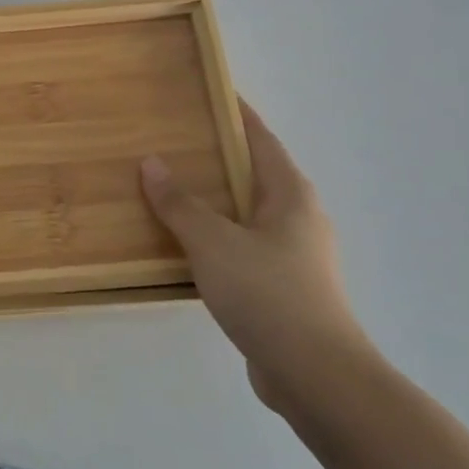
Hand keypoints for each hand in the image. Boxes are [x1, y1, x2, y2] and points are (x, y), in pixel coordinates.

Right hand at [141, 98, 372, 414]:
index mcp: (291, 194)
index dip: (235, 113)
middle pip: (254, 173)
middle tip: (173, 140)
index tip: (208, 92)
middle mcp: (299, 218)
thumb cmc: (269, 294)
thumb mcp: (214, 242)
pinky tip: (187, 246)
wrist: (316, 376)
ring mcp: (295, 255)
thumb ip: (180, 203)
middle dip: (217, 156)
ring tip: (171, 189)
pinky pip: (243, 247)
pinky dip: (216, 237)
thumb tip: (152, 163)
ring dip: (214, 200)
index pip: (261, 138)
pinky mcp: (285, 288)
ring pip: (247, 213)